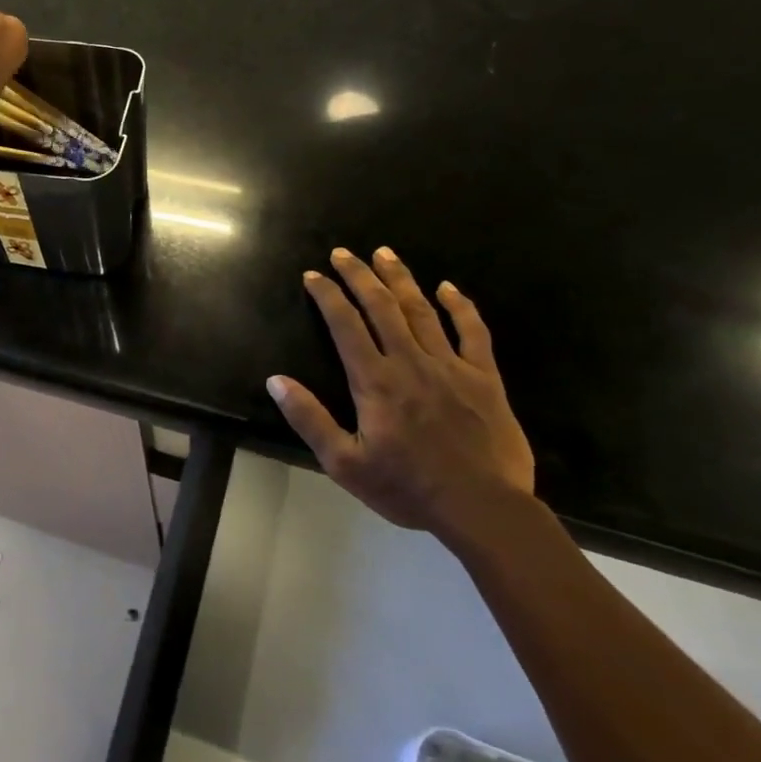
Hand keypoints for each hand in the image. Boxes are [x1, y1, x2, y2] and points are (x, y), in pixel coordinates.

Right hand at [267, 247, 533, 536]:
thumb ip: (310, 419)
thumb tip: (276, 381)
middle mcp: (410, 362)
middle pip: (381, 306)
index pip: (345, 325)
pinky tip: (448, 287)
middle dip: (359, 275)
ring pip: (422, 310)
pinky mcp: (484, 378)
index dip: (327, 296)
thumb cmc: (408, 488)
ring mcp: (451, 366)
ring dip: (400, 279)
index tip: (313, 275)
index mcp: (375, 381)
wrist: (483, 509)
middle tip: (343, 253)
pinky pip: (472, 332)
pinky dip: (460, 306)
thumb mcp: (345, 464)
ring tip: (385, 253)